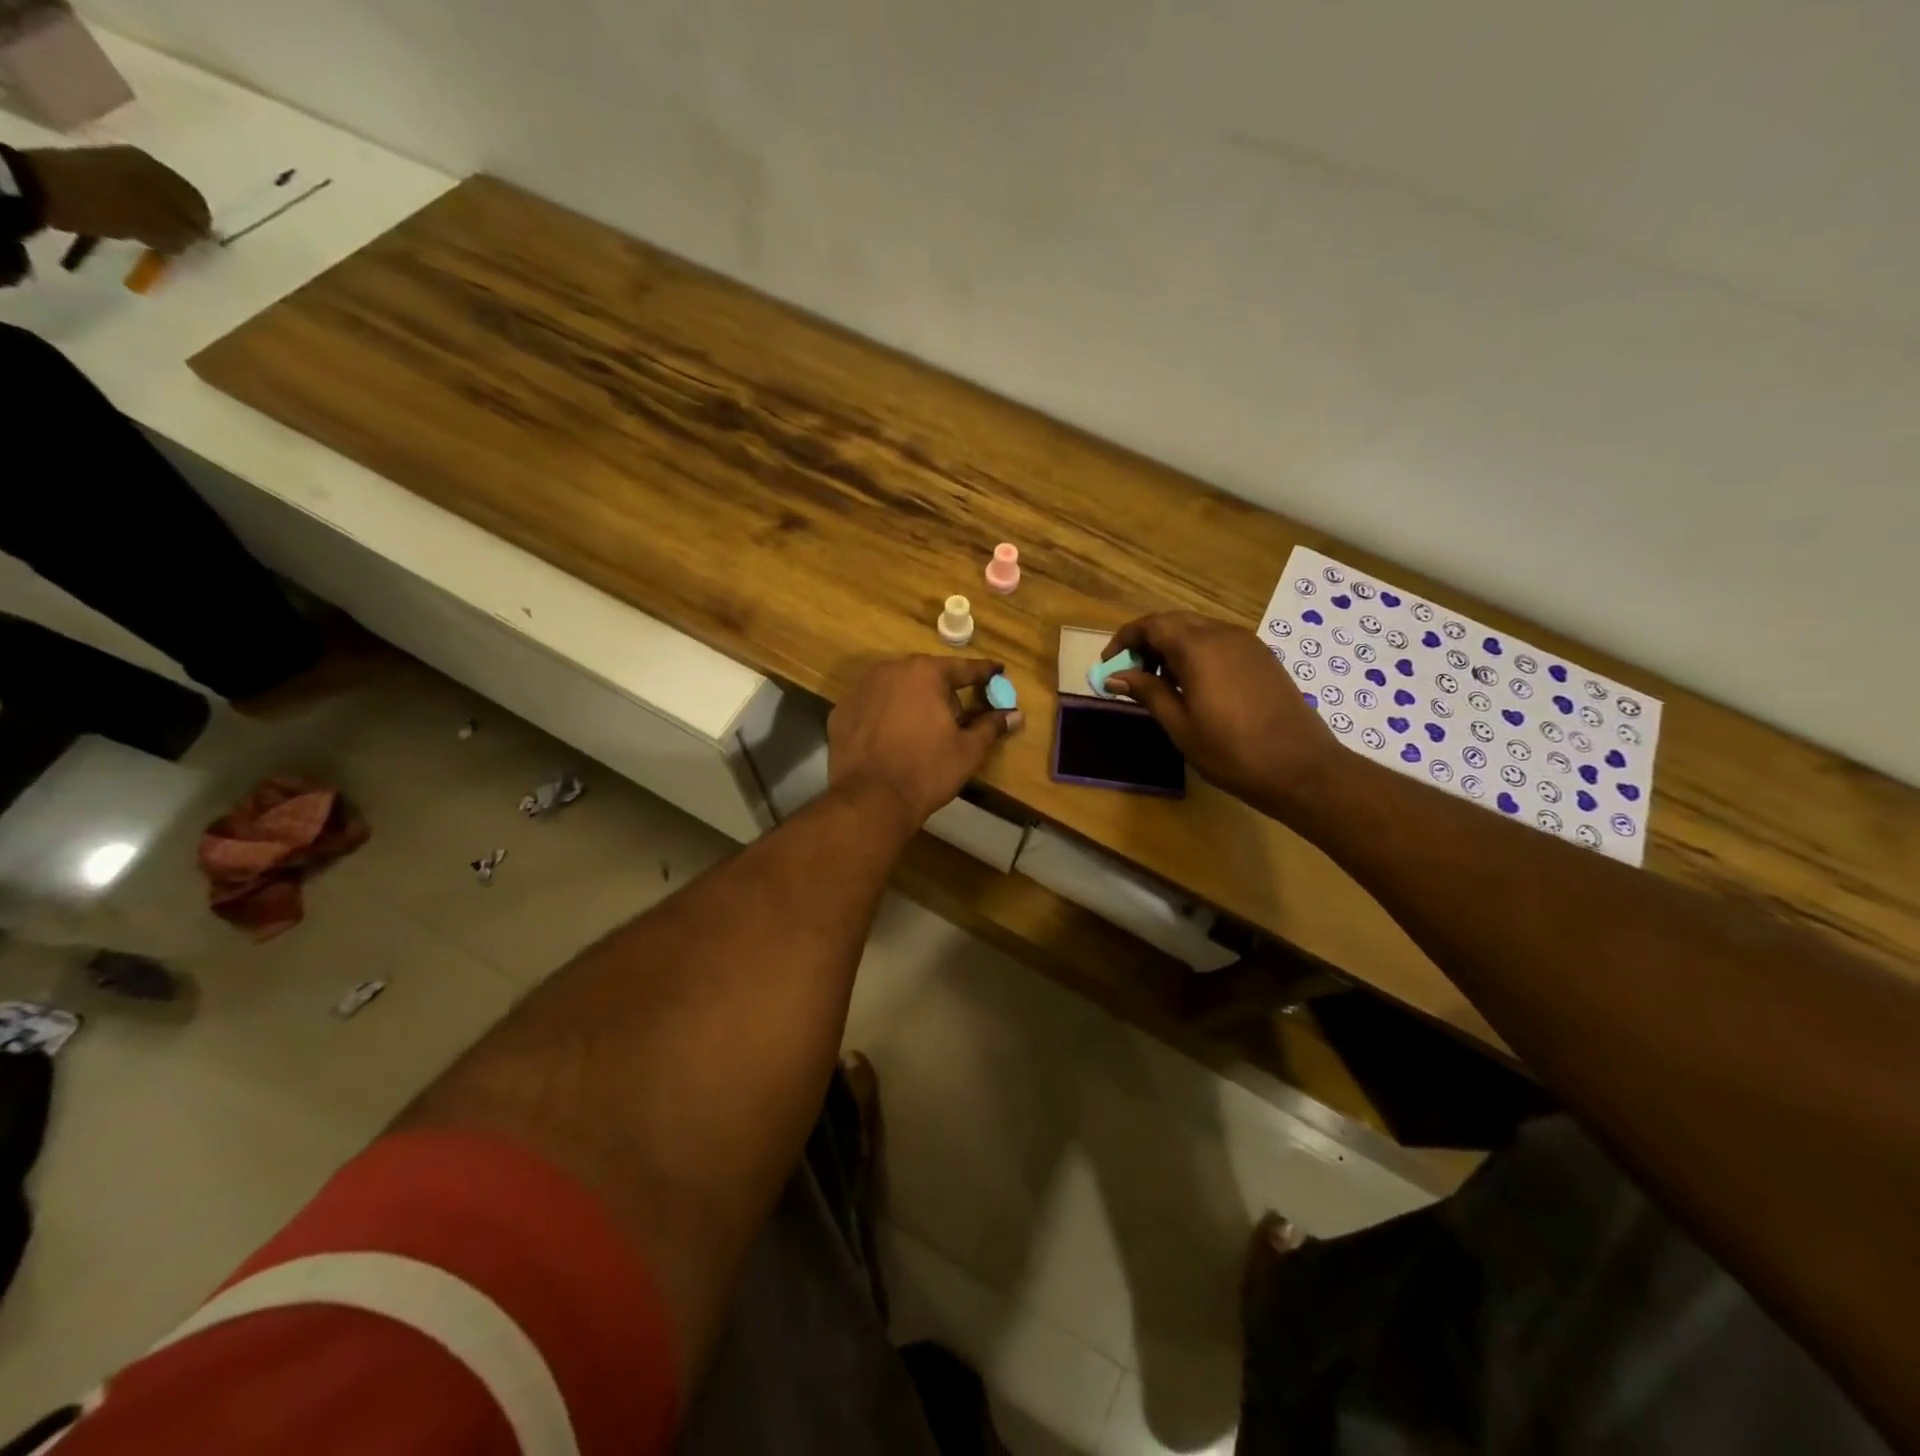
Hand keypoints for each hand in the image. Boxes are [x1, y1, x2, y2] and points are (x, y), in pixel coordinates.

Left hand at [25, 146, 210, 253]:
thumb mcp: (161, 231)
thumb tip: (200, 236)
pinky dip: (136, 204)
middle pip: (176, 196)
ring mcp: (117, 159)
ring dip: (157, 212)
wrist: (47, 187)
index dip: (202, 228)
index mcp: (165, 173)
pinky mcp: (96, 163)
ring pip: (153, 192)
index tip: (196, 245)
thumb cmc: (114, 210)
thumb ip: (187, 234)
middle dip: (180, 218)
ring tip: (151, 230)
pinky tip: (130, 216)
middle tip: (176, 239)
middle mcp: (146, 161)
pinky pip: (130, 188)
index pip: (199, 205)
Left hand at [829, 656, 1021, 827]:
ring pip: (896, 688)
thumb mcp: (968, 750)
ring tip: (922, 730)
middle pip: (926, 676)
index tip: (998, 671)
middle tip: (957, 717)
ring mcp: (860, 689)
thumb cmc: (927, 771)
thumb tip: (1015, 715)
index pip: (962, 669)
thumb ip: (991, 726)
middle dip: (944, 692)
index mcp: (925, 673)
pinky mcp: (841, 712)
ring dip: (912, 701)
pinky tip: (892, 739)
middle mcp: (890, 670)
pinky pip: (872, 706)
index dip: (984, 673)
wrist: (871, 800)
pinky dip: (885, 716)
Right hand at [1104, 612, 1338, 818]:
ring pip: (1198, 630)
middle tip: (1132, 675)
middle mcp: (1222, 634)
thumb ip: (1147, 692)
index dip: (1124, 640)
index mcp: (1198, 647)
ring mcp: (1247, 643)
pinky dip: (1197, 653)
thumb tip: (1114, 676)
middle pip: (1174, 622)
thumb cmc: (1231, 751)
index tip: (1108, 665)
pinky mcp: (1262, 657)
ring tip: (1161, 685)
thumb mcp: (1179, 725)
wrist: (1300, 768)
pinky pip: (1219, 642)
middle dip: (1147, 642)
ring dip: (1172, 648)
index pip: (1151, 625)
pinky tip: (1195, 686)